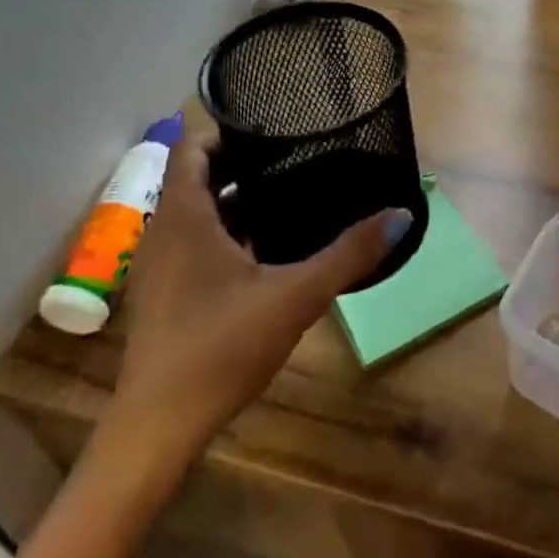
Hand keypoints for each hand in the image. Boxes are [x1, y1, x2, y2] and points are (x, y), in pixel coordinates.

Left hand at [105, 132, 406, 455]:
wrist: (158, 426)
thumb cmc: (221, 346)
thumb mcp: (296, 296)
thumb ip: (349, 255)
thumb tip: (401, 215)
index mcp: (185, 214)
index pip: (194, 145)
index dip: (228, 131)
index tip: (273, 132)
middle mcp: (163, 229)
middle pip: (197, 176)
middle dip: (240, 164)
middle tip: (293, 160)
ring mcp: (157, 262)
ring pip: (194, 211)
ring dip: (232, 199)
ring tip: (285, 197)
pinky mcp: (161, 291)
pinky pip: (190, 240)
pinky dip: (221, 232)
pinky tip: (262, 251)